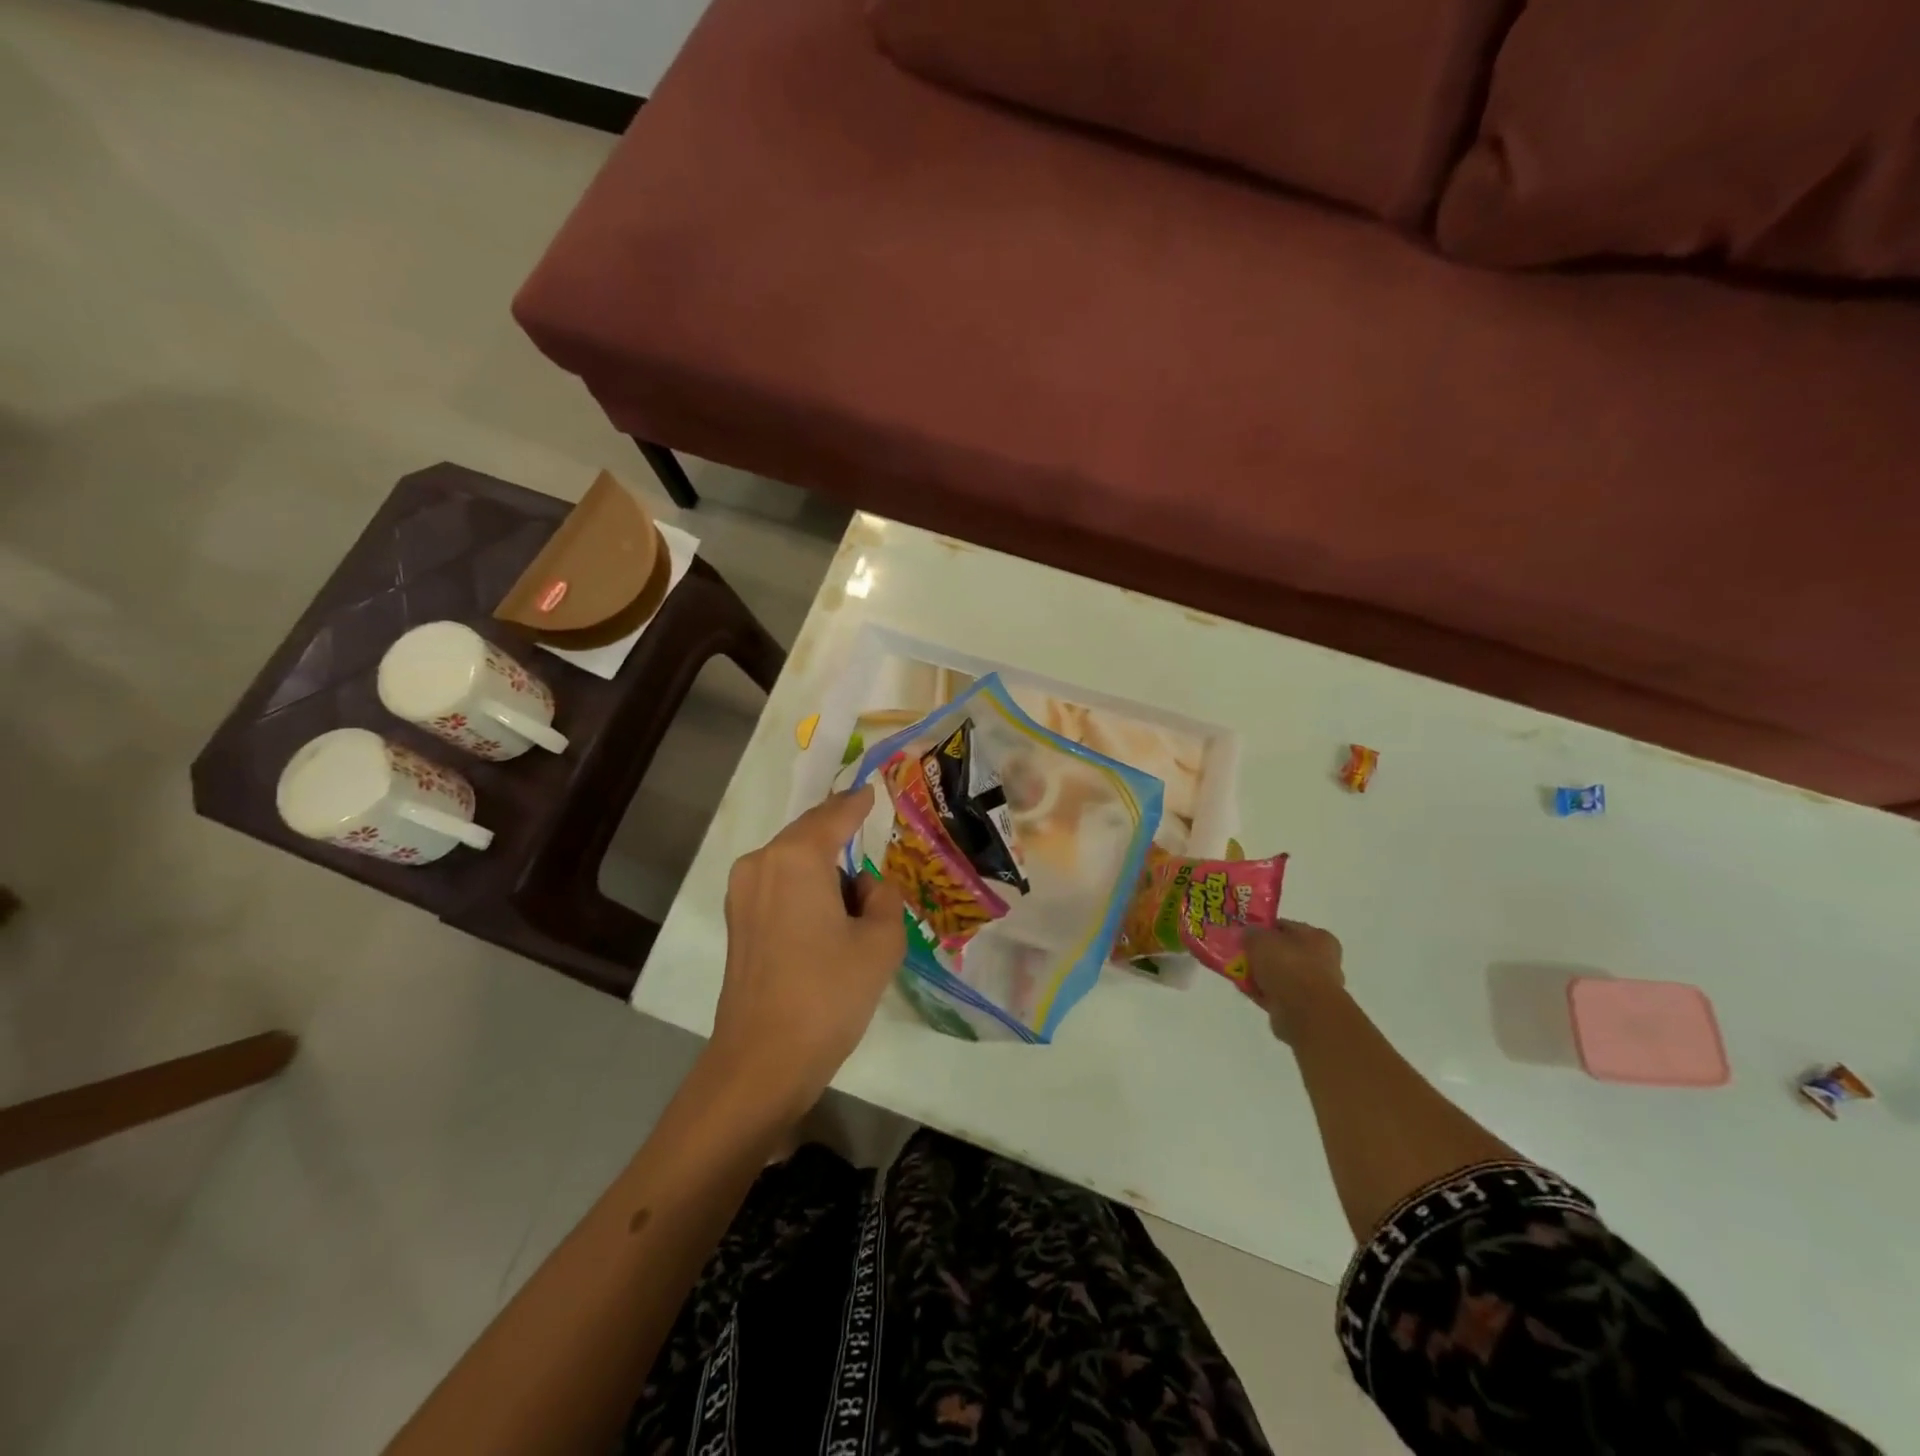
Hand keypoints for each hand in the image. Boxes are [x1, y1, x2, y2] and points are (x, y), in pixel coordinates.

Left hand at [707, 786, 906, 1119]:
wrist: (763, 1060)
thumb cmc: (829, 994)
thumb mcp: (881, 942)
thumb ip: (883, 897)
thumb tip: (865, 886)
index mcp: (797, 857)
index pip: (835, 814)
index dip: (857, 802)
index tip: (873, 792)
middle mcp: (762, 862)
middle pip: (809, 834)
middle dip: (840, 836)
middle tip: (872, 841)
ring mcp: (742, 892)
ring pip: (793, 861)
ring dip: (823, 868)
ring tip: (854, 898)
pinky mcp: (737, 920)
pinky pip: (778, 885)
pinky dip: (805, 888)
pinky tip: (827, 917)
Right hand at [1245, 920, 1345, 1043]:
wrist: (1304, 1013)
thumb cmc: (1288, 966)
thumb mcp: (1261, 939)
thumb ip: (1251, 933)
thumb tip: (1247, 934)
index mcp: (1319, 938)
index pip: (1286, 927)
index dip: (1264, 928)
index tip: (1244, 932)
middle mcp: (1322, 961)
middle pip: (1283, 952)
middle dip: (1261, 954)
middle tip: (1239, 953)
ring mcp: (1313, 987)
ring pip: (1279, 975)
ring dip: (1260, 974)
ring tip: (1237, 972)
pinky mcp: (1303, 1009)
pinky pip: (1277, 994)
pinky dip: (1262, 992)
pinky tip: (1244, 989)